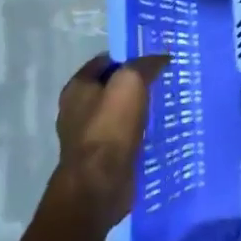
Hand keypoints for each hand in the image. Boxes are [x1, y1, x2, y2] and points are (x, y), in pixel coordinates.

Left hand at [54, 51, 170, 230]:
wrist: (99, 183)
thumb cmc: (110, 127)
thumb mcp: (130, 83)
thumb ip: (145, 65)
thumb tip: (161, 57)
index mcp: (77, 88)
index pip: (105, 61)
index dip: (129, 57)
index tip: (155, 60)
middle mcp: (77, 109)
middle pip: (110, 87)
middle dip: (135, 84)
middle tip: (163, 82)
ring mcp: (87, 135)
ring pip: (118, 112)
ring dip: (138, 109)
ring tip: (164, 106)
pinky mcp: (100, 157)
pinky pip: (122, 135)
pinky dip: (137, 131)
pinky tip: (156, 131)